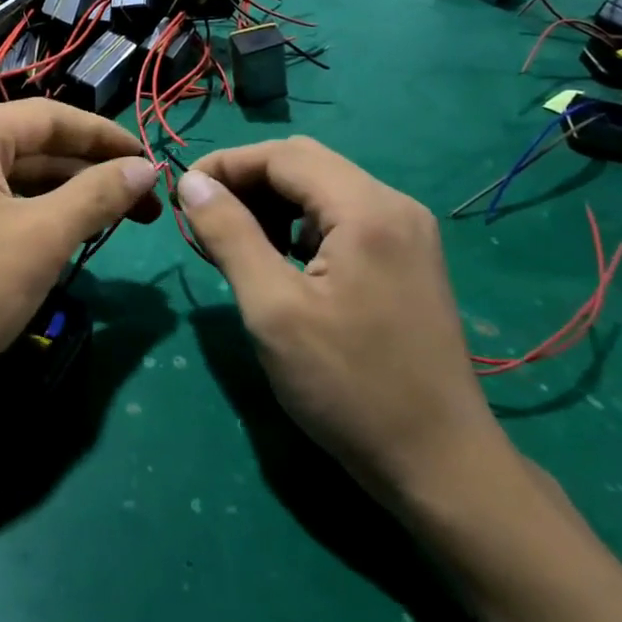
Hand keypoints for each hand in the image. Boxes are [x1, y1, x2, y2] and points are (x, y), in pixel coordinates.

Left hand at [0, 101, 160, 412]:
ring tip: (116, 217)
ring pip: (15, 177)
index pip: (49, 117)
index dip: (106, 137)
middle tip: (144, 201)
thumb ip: (98, 194)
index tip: (152, 160)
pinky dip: (34, 214)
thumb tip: (146, 166)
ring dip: (66, 195)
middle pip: (32, 146)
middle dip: (90, 172)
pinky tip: (68, 234)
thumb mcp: (41, 238)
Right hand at [176, 138, 503, 501]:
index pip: (283, 155)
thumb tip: (192, 183)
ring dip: (271, 203)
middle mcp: (394, 205)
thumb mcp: (273, 310)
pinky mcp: (406, 259)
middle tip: (202, 217)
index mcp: (367, 209)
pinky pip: (342, 219)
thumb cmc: (349, 387)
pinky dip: (299, 226)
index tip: (181, 193)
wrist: (439, 465)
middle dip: (247, 181)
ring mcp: (406, 233)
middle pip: (305, 164)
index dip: (226, 164)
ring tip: (232, 240)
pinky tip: (277, 259)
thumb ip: (230, 235)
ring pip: (323, 191)